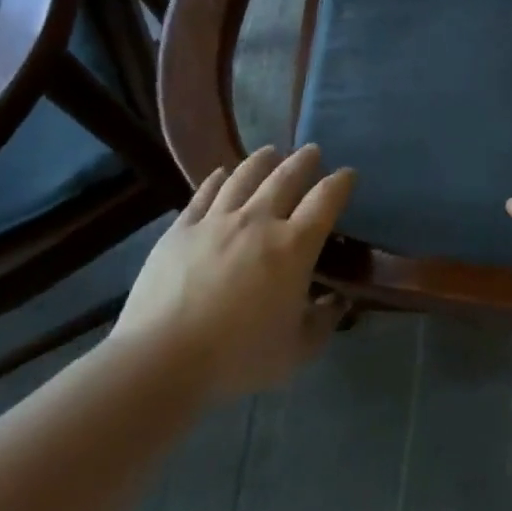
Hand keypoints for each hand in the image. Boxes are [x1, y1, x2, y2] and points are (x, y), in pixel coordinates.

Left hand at [109, 145, 354, 397]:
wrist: (163, 358)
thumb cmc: (239, 356)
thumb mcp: (297, 351)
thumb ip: (323, 322)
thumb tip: (337, 302)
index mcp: (294, 246)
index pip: (326, 200)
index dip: (340, 183)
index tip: (348, 174)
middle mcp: (259, 221)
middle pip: (286, 177)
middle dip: (304, 161)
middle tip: (312, 151)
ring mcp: (216, 220)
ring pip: (244, 176)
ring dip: (262, 161)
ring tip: (270, 152)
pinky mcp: (181, 229)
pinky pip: (203, 193)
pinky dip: (216, 179)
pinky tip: (221, 173)